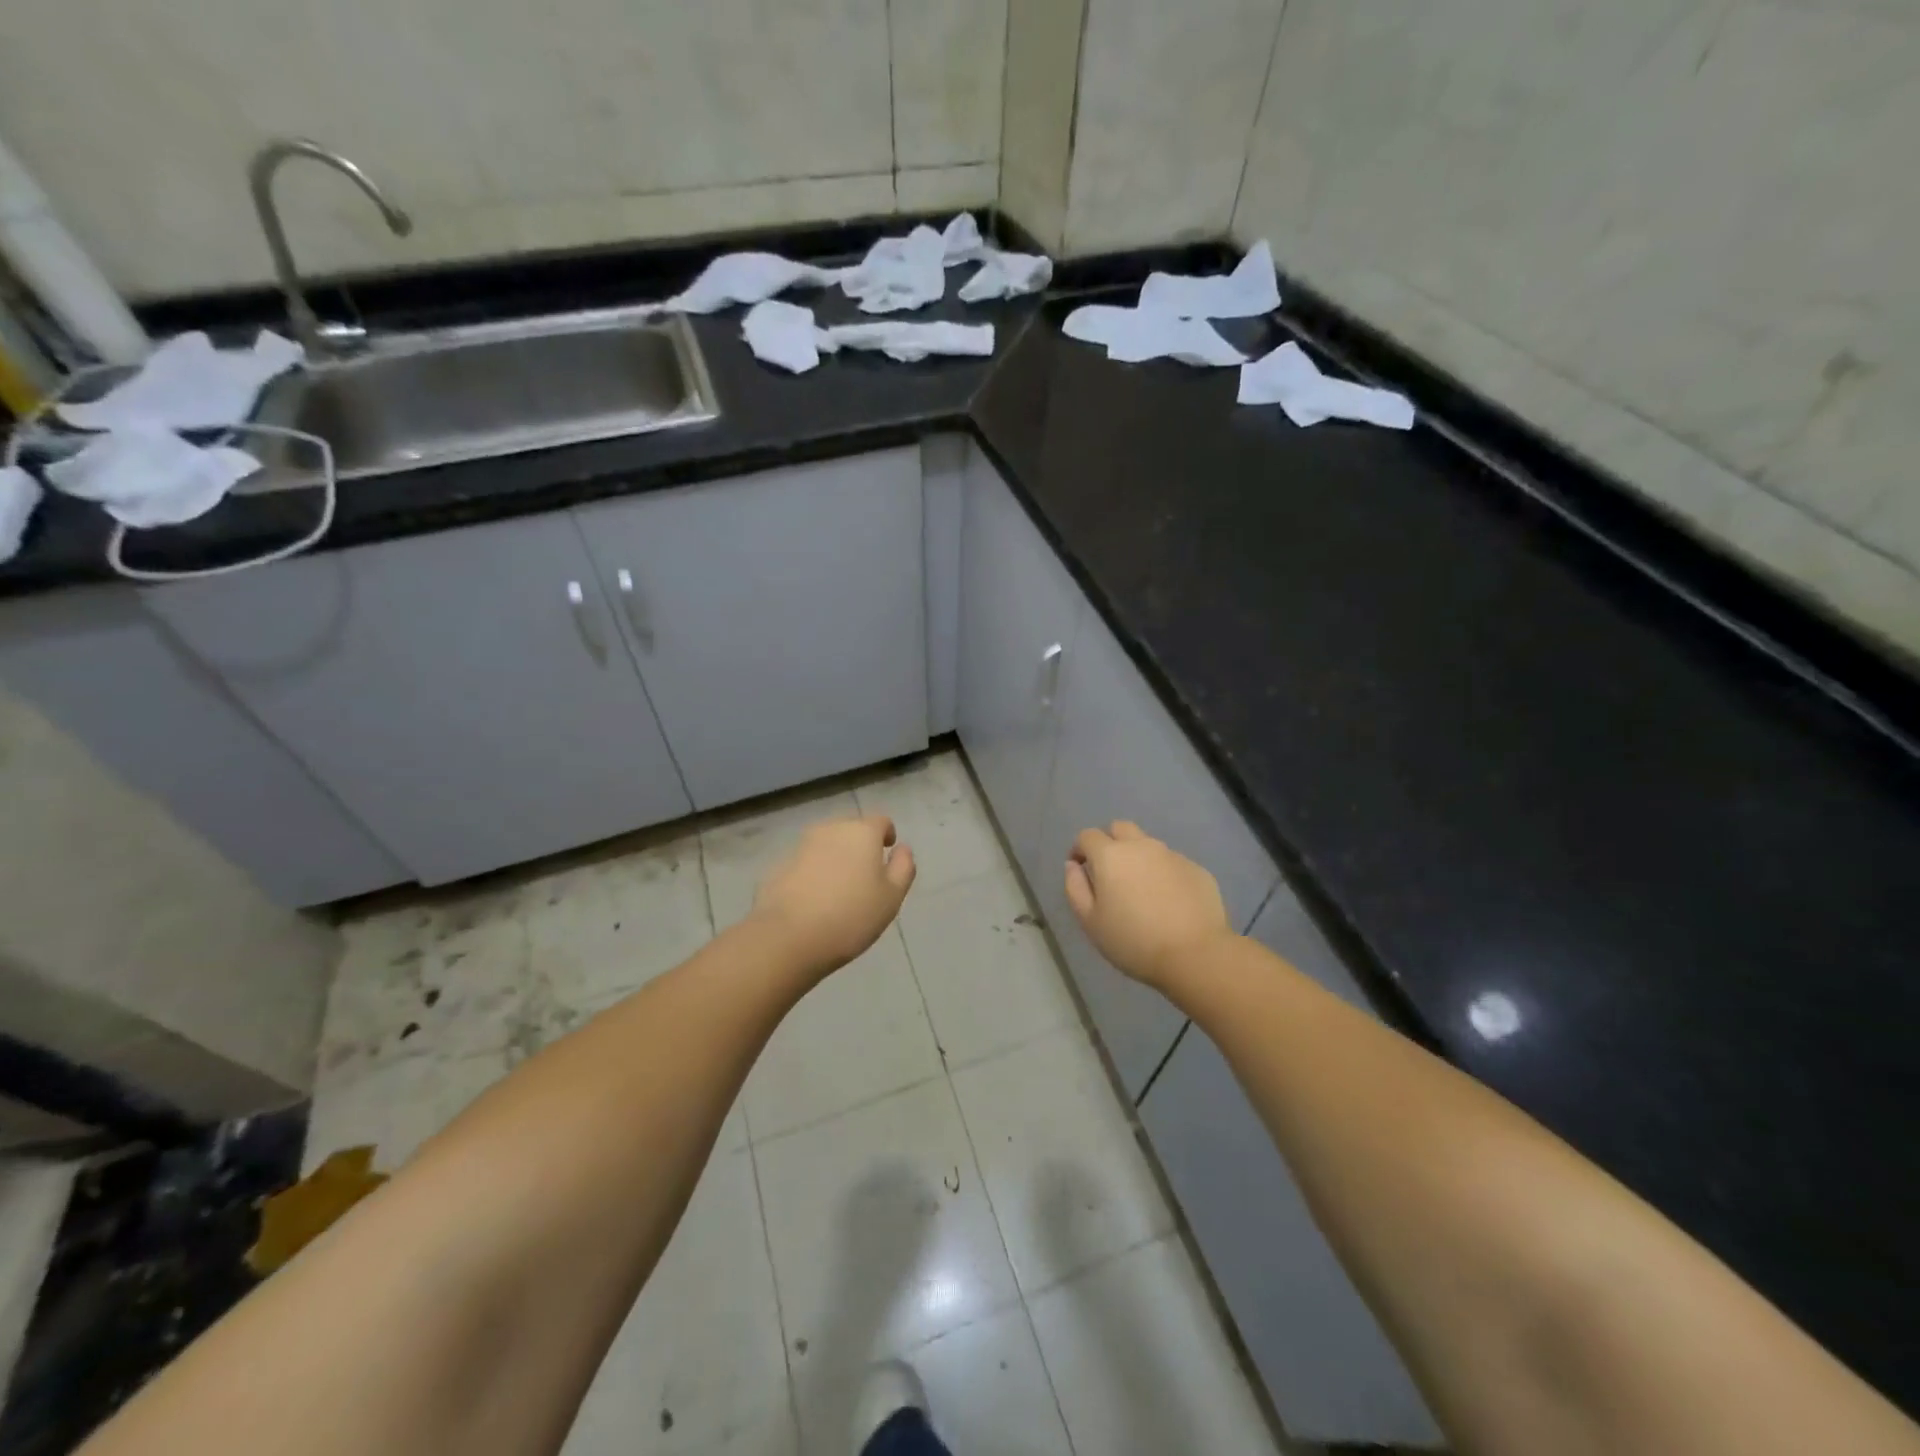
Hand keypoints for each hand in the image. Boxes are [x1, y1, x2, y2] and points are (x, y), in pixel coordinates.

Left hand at [750, 815, 915, 977]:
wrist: (788, 937)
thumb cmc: (851, 916)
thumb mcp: (891, 897)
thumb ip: (903, 867)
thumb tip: (902, 849)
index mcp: (862, 832)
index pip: (881, 822)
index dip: (886, 835)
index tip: (887, 854)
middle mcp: (831, 829)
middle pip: (851, 830)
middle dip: (860, 847)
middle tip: (865, 878)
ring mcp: (802, 845)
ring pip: (827, 845)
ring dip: (836, 859)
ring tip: (840, 891)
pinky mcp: (780, 865)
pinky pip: (806, 863)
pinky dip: (814, 873)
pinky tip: (815, 901)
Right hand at [1064, 821, 1233, 989]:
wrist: (1195, 955)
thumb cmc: (1133, 941)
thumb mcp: (1090, 921)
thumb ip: (1075, 888)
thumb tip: (1073, 865)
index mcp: (1111, 855)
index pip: (1087, 836)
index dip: (1079, 849)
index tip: (1080, 869)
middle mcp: (1142, 846)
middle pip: (1120, 828)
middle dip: (1109, 842)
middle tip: (1109, 872)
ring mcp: (1172, 855)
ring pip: (1148, 845)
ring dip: (1138, 858)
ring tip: (1141, 890)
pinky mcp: (1197, 869)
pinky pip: (1172, 863)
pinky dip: (1164, 874)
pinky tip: (1168, 901)